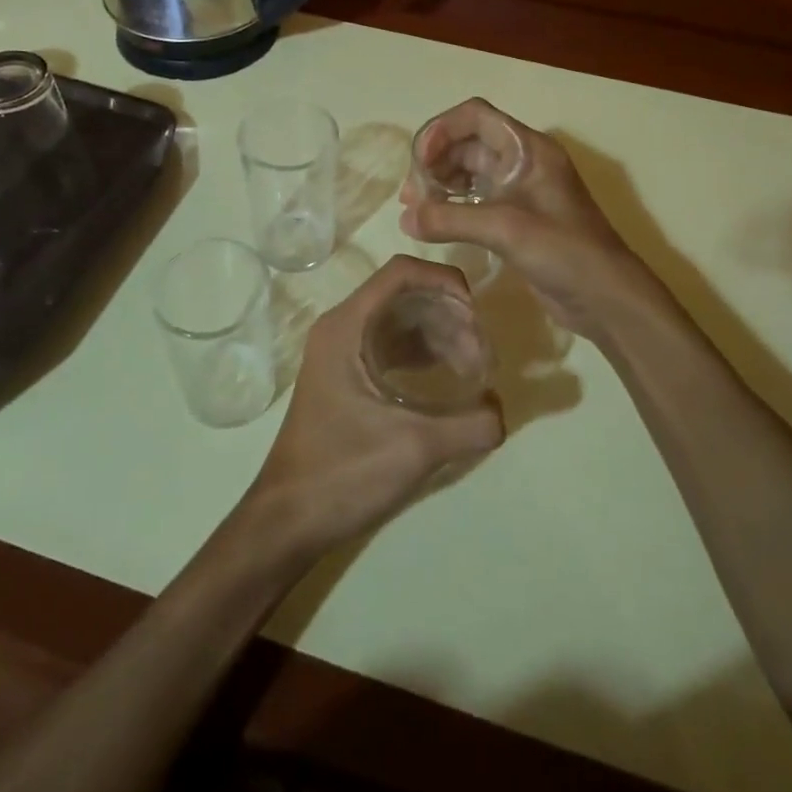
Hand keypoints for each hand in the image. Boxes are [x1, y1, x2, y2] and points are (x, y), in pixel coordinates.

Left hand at [246, 256, 504, 556]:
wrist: (289, 519)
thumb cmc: (344, 472)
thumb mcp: (416, 448)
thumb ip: (471, 424)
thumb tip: (502, 409)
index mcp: (347, 326)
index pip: (402, 272)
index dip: (445, 281)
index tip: (477, 315)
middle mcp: (341, 327)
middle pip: (404, 295)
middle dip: (448, 315)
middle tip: (481, 353)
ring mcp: (341, 352)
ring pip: (399, 321)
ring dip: (438, 335)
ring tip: (472, 368)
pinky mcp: (345, 376)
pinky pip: (390, 346)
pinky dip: (421, 354)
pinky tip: (446, 379)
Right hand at [400, 98, 653, 337]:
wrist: (606, 297)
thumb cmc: (564, 251)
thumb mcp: (505, 228)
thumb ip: (451, 219)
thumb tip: (405, 219)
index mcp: (528, 148)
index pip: (475, 116)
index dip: (442, 130)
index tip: (419, 162)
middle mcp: (523, 162)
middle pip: (468, 143)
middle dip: (435, 162)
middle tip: (411, 196)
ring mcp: (520, 191)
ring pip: (470, 172)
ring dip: (441, 184)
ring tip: (416, 211)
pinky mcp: (517, 219)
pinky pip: (476, 200)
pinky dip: (453, 206)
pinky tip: (435, 224)